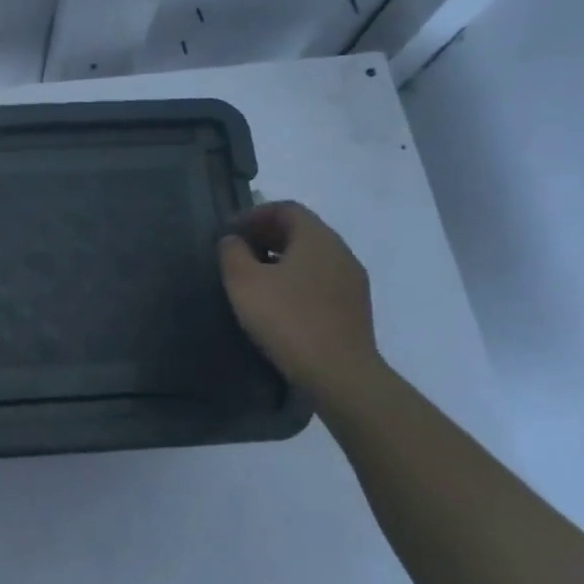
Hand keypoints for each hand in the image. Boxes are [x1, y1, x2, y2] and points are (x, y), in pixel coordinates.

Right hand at [219, 201, 384, 398]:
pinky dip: (296, 279)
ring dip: (281, 258)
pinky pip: (321, 279)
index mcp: (317, 238)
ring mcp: (352, 281)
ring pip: (312, 256)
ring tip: (254, 278)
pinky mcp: (354, 307)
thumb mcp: (244, 282)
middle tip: (237, 253)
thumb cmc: (287, 319)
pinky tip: (278, 302)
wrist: (340, 374)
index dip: (254, 214)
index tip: (229, 233)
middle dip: (266, 235)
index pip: (286, 209)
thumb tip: (233, 240)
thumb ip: (232, 252)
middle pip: (301, 230)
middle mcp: (340, 252)